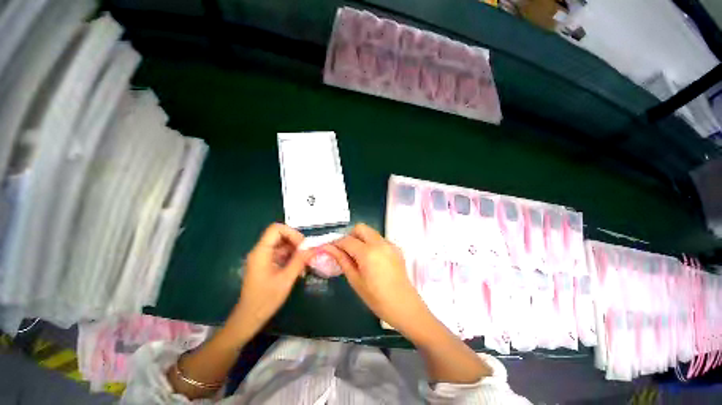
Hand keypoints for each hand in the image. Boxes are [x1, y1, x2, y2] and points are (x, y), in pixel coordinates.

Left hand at [224, 223, 310, 345]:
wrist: (249, 317)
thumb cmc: (265, 300)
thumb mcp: (286, 280)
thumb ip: (300, 261)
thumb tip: (313, 248)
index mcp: (261, 252)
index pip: (276, 229)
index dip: (291, 233)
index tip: (303, 245)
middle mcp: (261, 251)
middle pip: (280, 235)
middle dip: (296, 241)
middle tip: (307, 253)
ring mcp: (263, 257)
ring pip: (282, 243)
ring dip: (295, 249)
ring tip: (305, 261)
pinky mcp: (266, 263)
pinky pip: (281, 252)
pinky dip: (291, 256)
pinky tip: (299, 266)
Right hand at [323, 223, 430, 335]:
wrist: (404, 305)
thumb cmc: (376, 298)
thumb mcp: (355, 280)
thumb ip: (342, 260)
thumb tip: (329, 248)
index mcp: (368, 252)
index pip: (347, 240)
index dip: (336, 243)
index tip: (330, 249)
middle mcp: (380, 243)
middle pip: (360, 228)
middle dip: (350, 235)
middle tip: (345, 250)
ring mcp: (390, 244)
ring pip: (370, 232)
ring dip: (361, 238)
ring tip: (358, 256)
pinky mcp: (396, 248)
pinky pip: (379, 239)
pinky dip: (371, 243)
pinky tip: (372, 259)